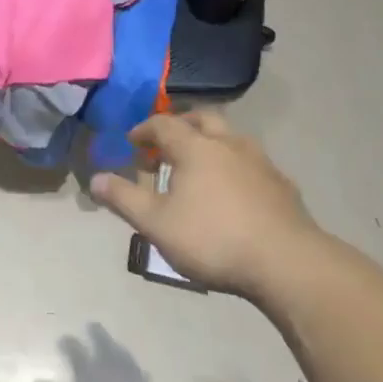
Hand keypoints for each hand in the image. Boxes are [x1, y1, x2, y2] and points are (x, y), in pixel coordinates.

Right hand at [91, 111, 316, 298]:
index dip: (144, 130)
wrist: (287, 263)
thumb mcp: (157, 224)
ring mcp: (260, 161)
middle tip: (166, 145)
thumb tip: (94, 178)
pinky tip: (233, 192)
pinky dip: (235, 166)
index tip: (132, 142)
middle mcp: (228, 143)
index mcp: (195, 147)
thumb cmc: (214, 239)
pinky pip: (252, 162)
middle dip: (181, 125)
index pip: (163, 124)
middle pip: (202, 118)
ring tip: (199, 168)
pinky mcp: (282, 184)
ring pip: (231, 137)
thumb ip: (124, 198)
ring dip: (210, 143)